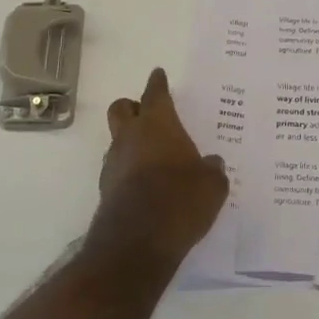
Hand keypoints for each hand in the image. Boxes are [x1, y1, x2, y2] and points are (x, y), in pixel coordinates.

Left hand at [86, 68, 227, 269]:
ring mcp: (113, 164)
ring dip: (131, 143)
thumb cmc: (180, 200)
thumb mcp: (211, 185)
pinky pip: (117, 170)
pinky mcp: (106, 190)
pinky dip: (129, 171)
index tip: (158, 74)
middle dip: (133, 107)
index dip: (158, 83)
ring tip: (153, 158)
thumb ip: (212, 170)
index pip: (155, 93)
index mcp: (158, 125)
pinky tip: (146, 186)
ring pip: (117, 141)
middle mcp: (130, 137)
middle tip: (148, 114)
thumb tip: (211, 164)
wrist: (137, 243)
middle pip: (121, 109)